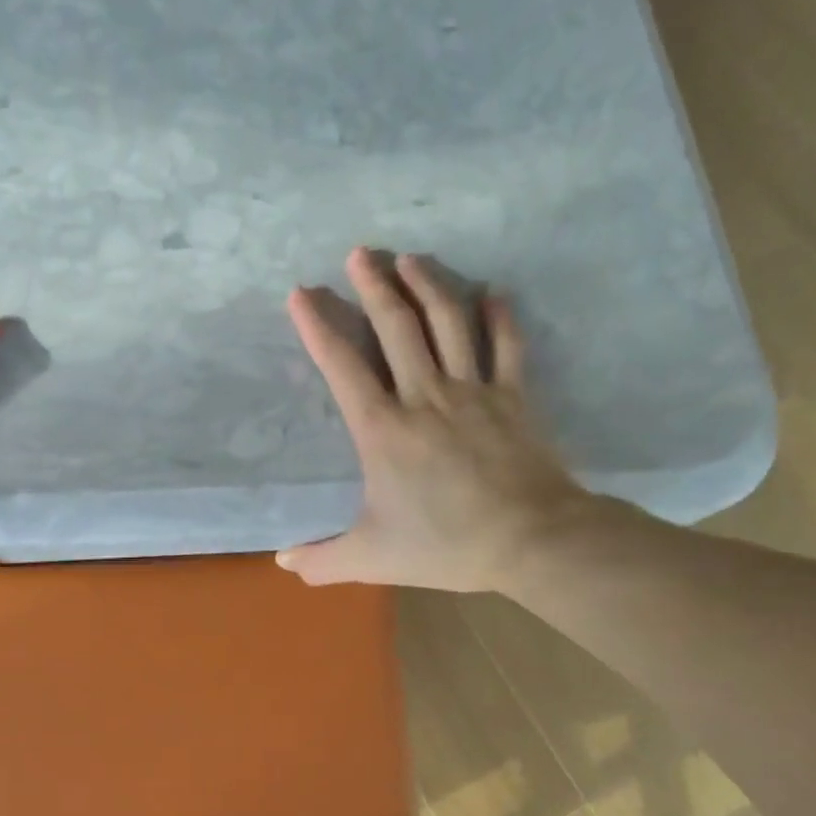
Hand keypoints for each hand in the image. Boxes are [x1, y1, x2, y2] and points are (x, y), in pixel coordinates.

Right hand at [278, 248, 592, 593]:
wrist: (533, 541)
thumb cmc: (446, 545)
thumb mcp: (373, 558)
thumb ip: (324, 560)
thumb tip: (283, 563)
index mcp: (383, 430)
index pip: (342, 366)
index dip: (318, 326)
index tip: (301, 293)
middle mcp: (425, 396)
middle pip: (396, 327)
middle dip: (373, 285)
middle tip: (359, 252)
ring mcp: (473, 391)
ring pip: (447, 322)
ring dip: (427, 284)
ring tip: (410, 257)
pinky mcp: (514, 397)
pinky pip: (506, 345)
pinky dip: (500, 316)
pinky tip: (493, 292)